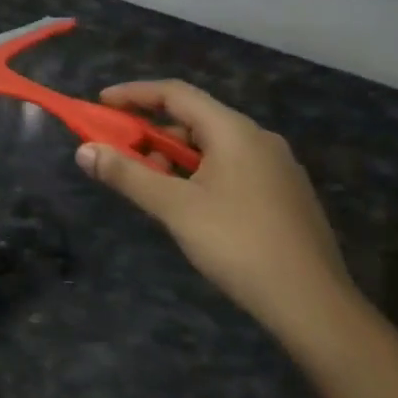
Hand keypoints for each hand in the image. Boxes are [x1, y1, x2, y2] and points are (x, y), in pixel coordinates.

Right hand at [74, 81, 350, 334]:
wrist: (313, 304)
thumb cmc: (238, 244)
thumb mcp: (175, 208)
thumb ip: (128, 175)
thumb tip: (84, 151)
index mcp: (234, 131)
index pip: (175, 93)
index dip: (134, 94)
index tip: (101, 104)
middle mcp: (258, 139)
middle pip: (194, 119)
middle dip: (151, 132)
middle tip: (121, 155)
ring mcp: (276, 168)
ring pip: (213, 147)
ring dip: (174, 158)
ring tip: (151, 187)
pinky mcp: (284, 195)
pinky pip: (231, 168)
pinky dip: (199, 174)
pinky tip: (188, 205)